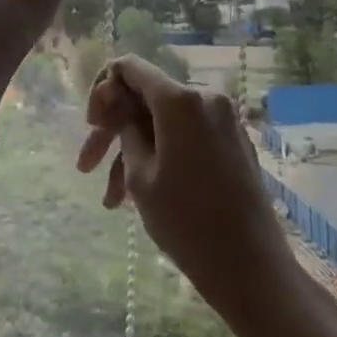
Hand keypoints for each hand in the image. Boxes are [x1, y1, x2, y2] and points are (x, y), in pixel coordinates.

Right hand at [75, 54, 294, 320]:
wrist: (251, 268)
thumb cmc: (187, 222)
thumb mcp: (139, 175)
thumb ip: (125, 130)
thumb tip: (121, 108)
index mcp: (180, 100)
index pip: (130, 68)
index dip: (102, 90)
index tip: (91, 125)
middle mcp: (205, 99)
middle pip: (144, 98)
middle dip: (111, 130)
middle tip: (85, 165)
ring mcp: (223, 121)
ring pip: (161, 124)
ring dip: (131, 153)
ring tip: (110, 200)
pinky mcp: (231, 143)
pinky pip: (184, 138)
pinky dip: (158, 157)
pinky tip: (134, 196)